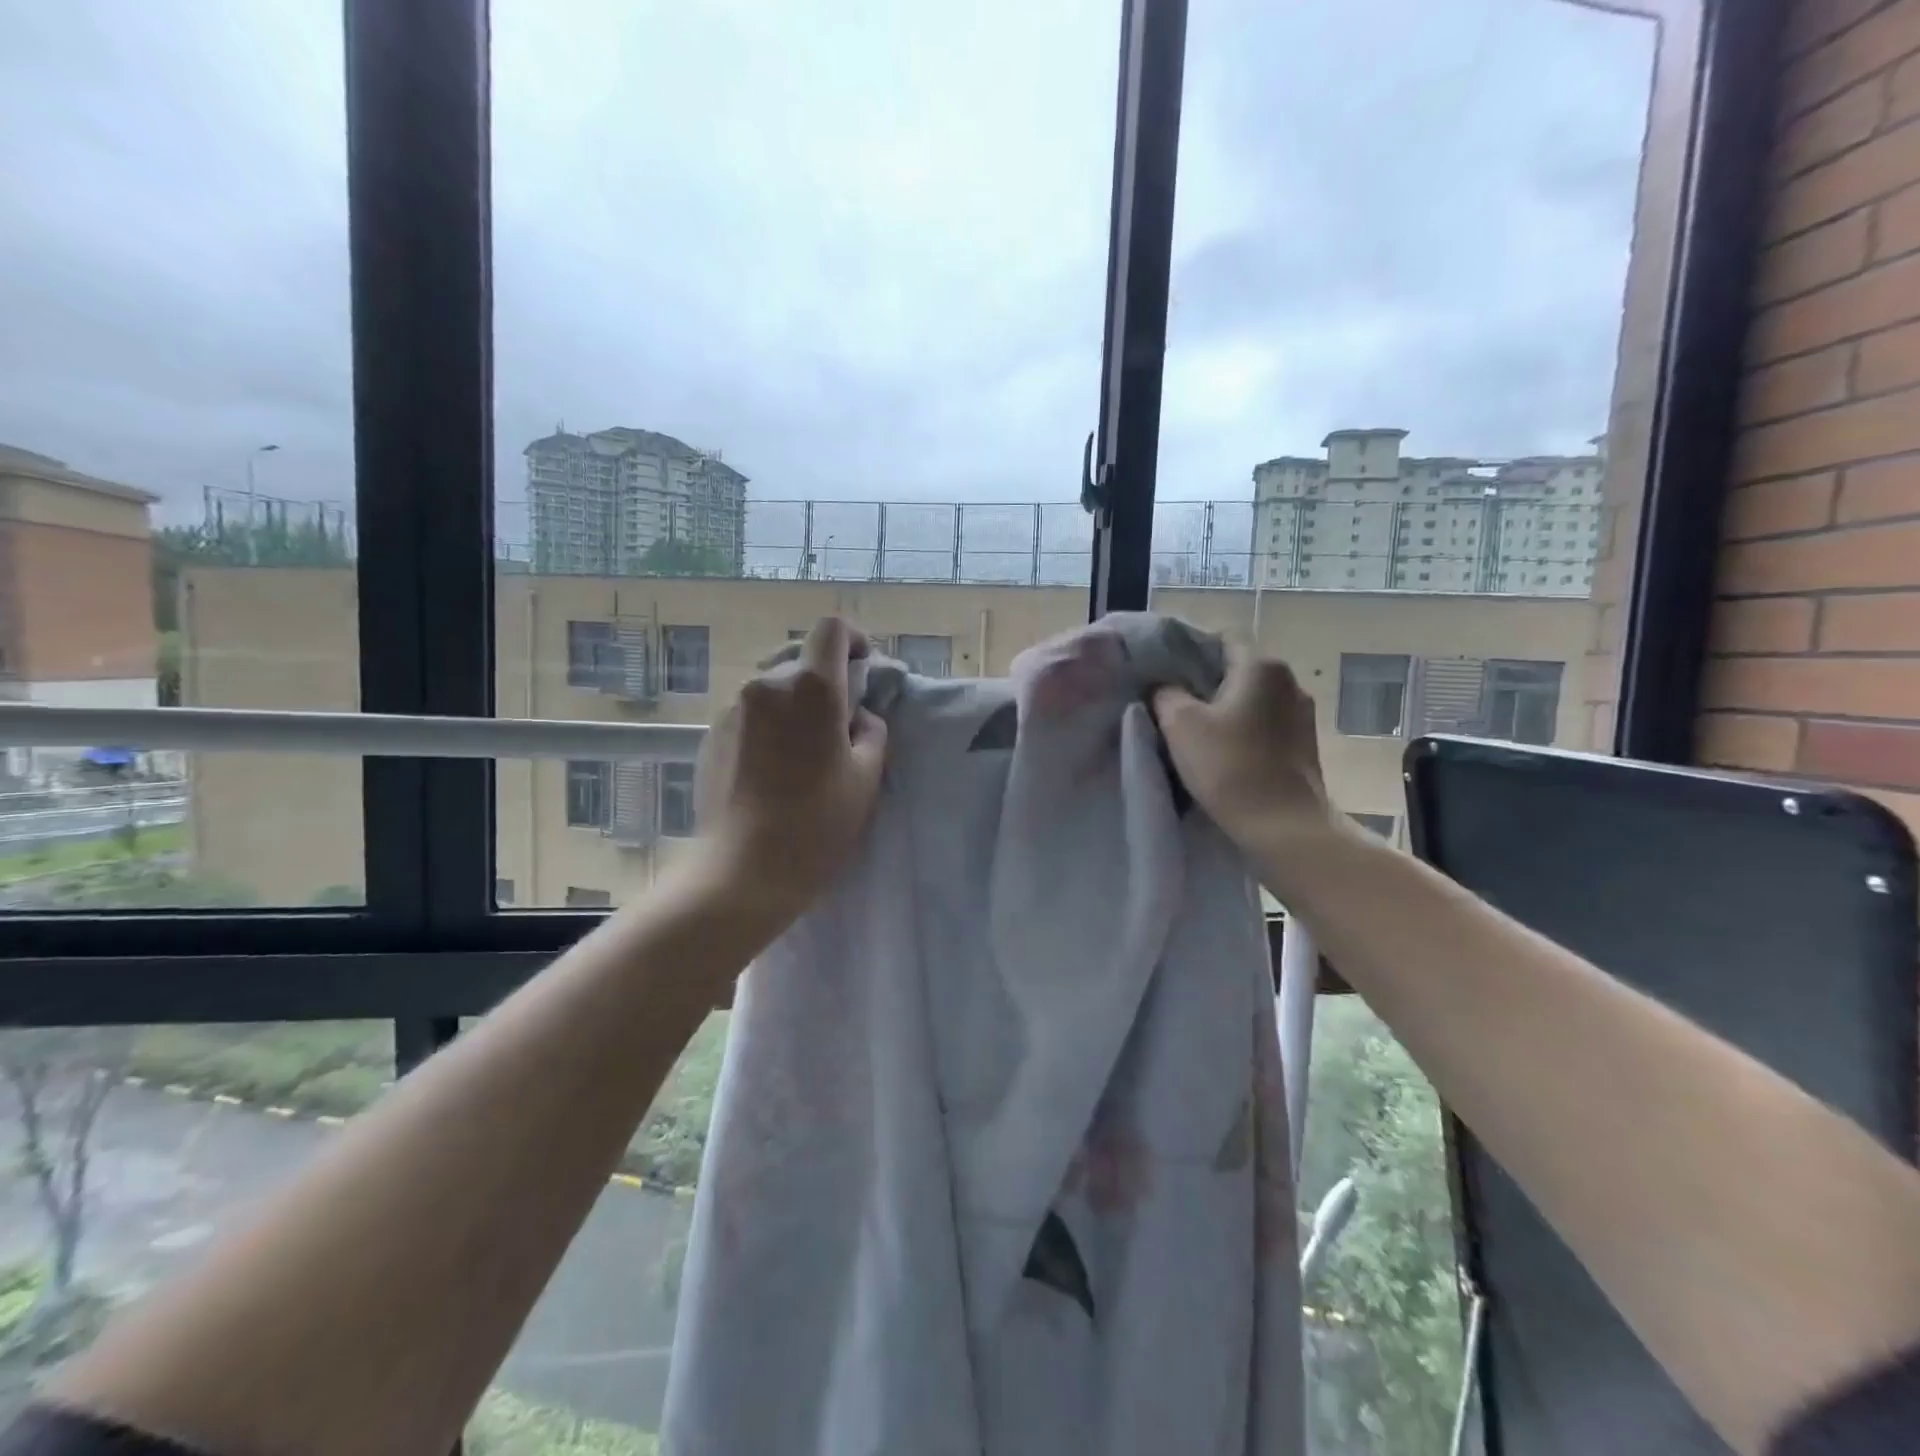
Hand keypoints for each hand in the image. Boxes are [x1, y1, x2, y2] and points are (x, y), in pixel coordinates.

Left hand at [688, 617, 888, 931]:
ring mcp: (732, 708)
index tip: (863, 670)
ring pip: (774, 686)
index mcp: (811, 688)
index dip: (852, 640)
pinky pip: (750, 711)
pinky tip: (774, 767)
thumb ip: (871, 731)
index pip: (831, 629)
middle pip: (801, 659)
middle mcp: (766, 684)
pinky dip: (770, 723)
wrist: (742, 869)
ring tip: (804, 750)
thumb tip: (857, 716)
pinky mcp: (711, 734)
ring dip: (795, 703)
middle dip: (826, 679)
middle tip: (840, 723)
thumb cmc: (816, 823)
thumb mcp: (866, 777)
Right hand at [1152, 640, 1352, 890]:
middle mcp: (1289, 681)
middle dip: (1205, 682)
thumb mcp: (1180, 724)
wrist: (1283, 828)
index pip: (1222, 637)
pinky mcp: (1304, 746)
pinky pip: (1264, 725)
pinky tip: (1223, 753)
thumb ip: (1166, 694)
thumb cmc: (1229, 767)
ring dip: (1225, 709)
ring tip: (1195, 731)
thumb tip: (1165, 688)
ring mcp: (1301, 715)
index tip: (1165, 672)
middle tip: (1172, 703)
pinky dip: (1243, 731)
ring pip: (1252, 699)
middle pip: (1238, 668)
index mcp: (1261, 666)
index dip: (1191, 648)